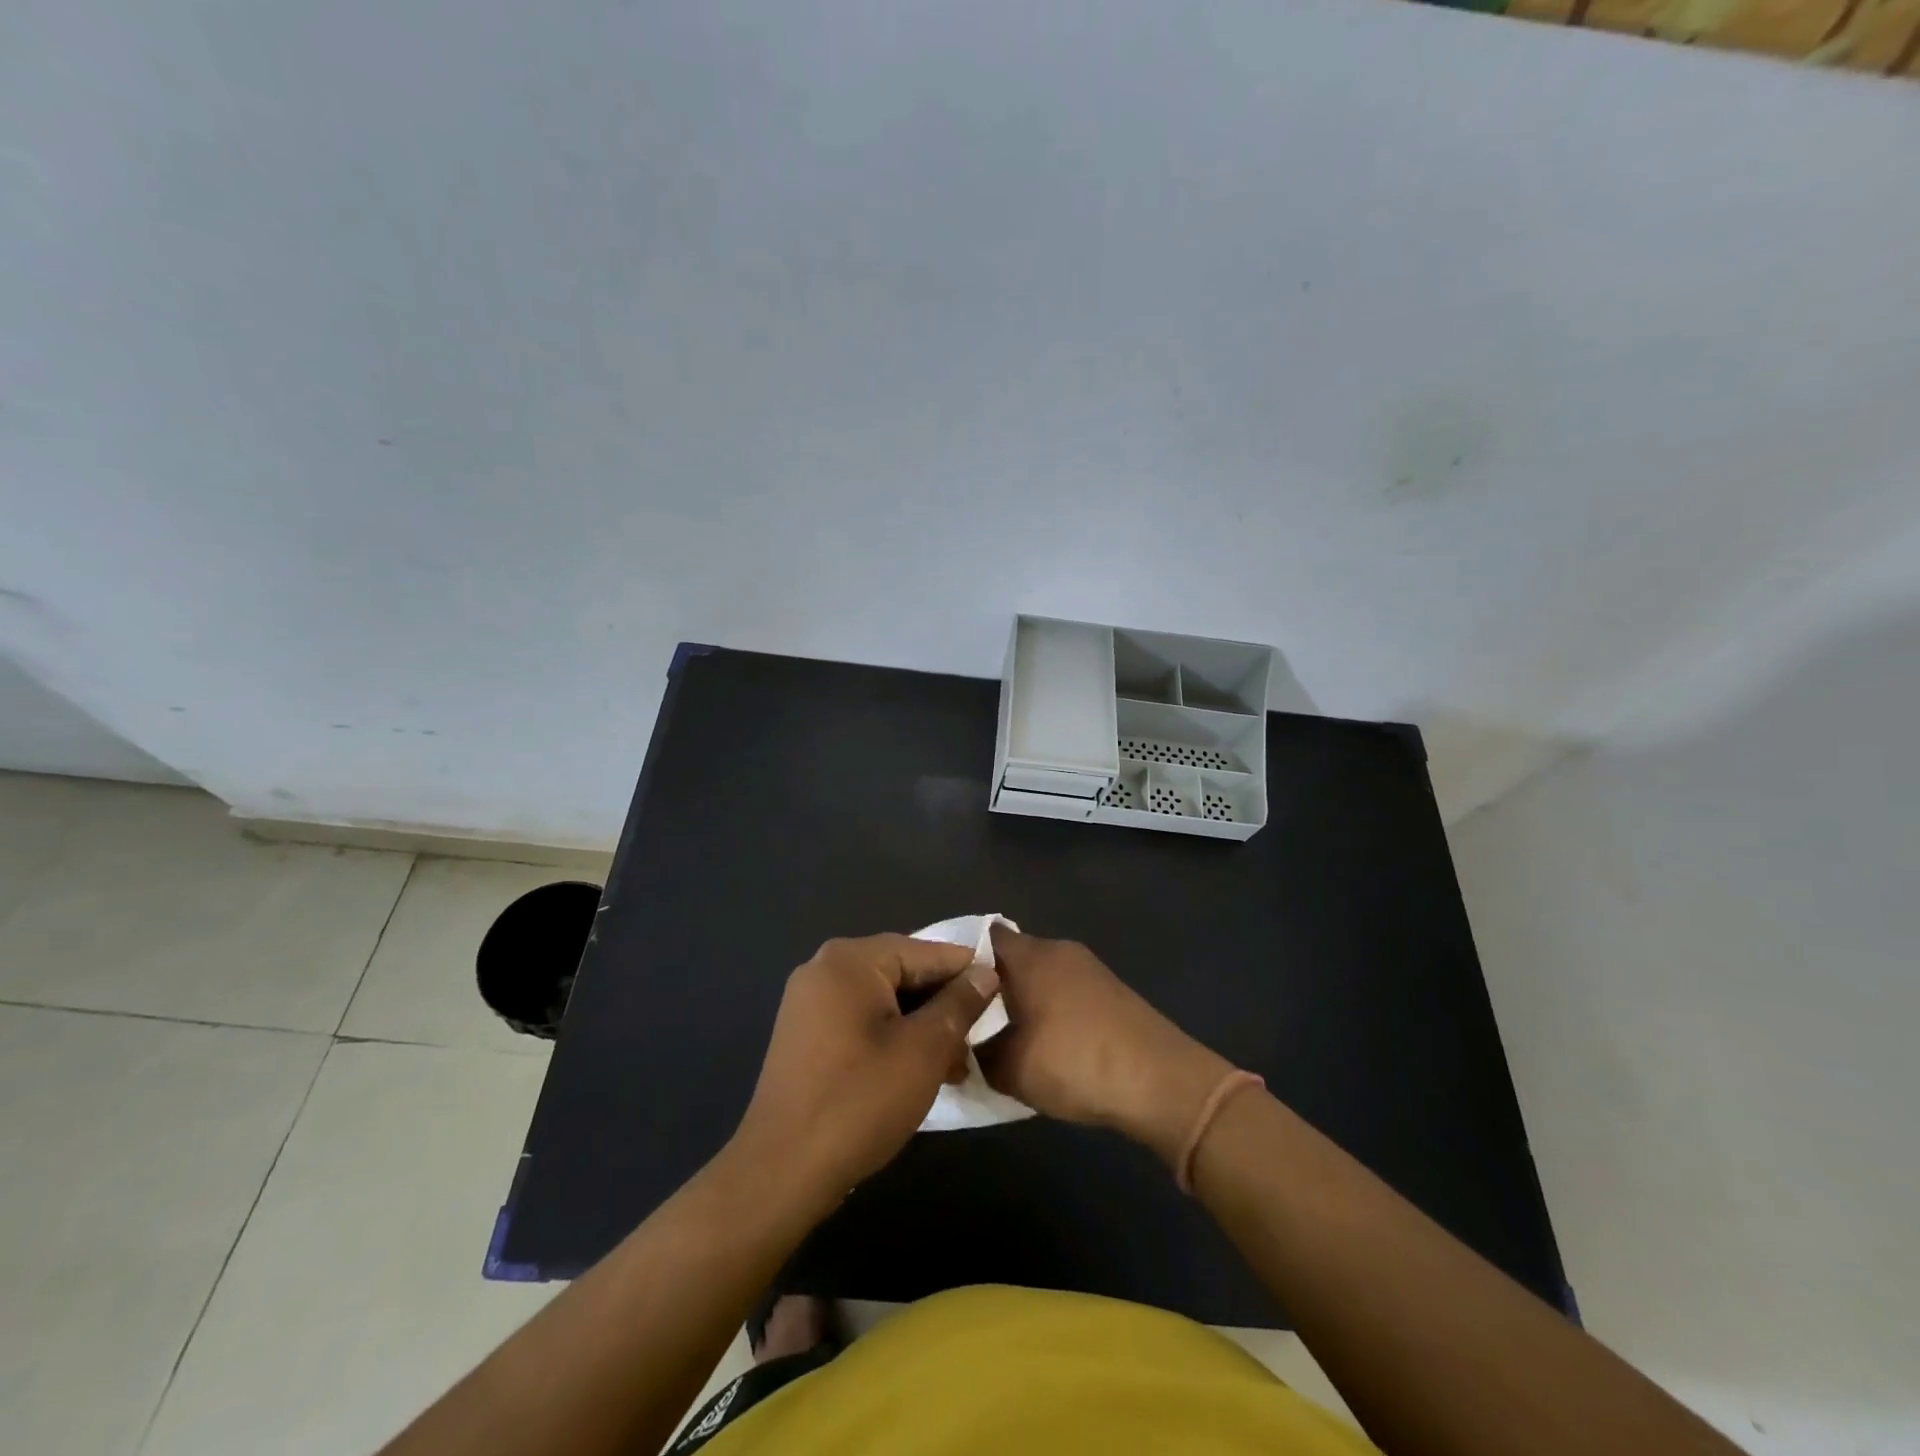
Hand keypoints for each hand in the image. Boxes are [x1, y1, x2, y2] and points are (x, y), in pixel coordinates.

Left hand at [732, 934, 999, 1199]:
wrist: (781, 1172)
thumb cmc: (860, 1102)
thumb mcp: (924, 1050)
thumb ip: (959, 1004)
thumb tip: (985, 973)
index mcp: (850, 959)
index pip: (925, 952)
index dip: (968, 973)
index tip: (1004, 996)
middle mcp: (825, 968)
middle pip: (903, 973)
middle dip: (944, 1005)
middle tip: (979, 1039)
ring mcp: (809, 1002)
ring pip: (884, 1001)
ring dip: (922, 1027)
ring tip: (956, 1065)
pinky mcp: (805, 1035)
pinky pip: (861, 1021)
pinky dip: (893, 1038)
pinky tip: (919, 1071)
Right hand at [979, 927, 1233, 1166]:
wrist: (1161, 1081)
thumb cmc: (1075, 1063)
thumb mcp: (1010, 1068)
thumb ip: (977, 1053)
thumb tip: (965, 1045)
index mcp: (1030, 956)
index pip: (984, 938)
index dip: (962, 960)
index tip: (946, 989)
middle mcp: (1059, 950)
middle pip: (1013, 957)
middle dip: (992, 985)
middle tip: (971, 1019)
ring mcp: (1089, 968)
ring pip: (1041, 975)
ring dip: (1023, 999)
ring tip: (1006, 1036)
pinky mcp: (1110, 990)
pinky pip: (1065, 990)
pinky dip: (1051, 1009)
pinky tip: (1047, 1044)